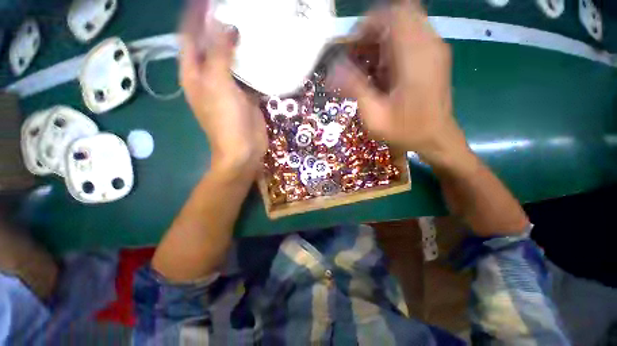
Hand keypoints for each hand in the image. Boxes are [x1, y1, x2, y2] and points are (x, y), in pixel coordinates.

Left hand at [180, 22, 266, 176]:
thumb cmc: (226, 121)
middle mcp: (209, 77)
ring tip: (250, 24)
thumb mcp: (218, 85)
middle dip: (219, 27)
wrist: (244, 149)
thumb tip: (228, 27)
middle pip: (211, 45)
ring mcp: (230, 87)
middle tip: (235, 9)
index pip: (189, 36)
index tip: (209, 1)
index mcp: (194, 73)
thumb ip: (219, 54)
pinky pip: (248, 74)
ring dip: (239, 44)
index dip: (196, 17)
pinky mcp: (247, 96)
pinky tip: (262, 52)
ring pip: (232, 59)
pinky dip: (253, 64)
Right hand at [331, 1, 470, 169]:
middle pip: (399, 13)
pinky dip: (393, 45)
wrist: (436, 137)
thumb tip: (333, 68)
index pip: (392, 15)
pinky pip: (411, 36)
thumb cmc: (406, 130)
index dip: (367, 24)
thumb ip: (355, 88)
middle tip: (360, 53)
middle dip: (374, 29)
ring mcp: (435, 48)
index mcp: (414, 57)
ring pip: (406, 23)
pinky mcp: (434, 55)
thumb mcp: (375, 116)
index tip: (352, 47)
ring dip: (383, 38)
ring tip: (369, 63)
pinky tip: (383, 69)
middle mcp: (428, 45)